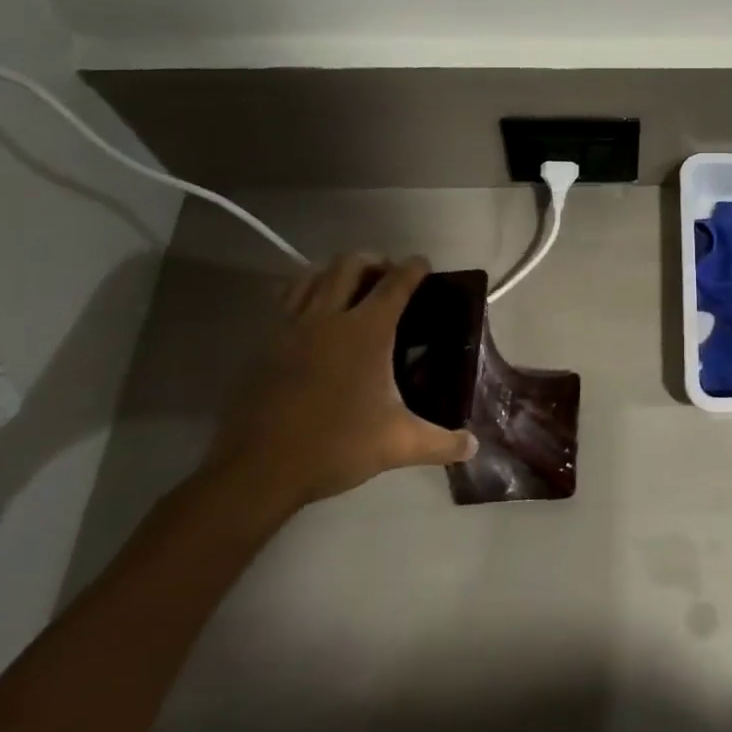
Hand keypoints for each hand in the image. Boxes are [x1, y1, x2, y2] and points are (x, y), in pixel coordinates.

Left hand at [208, 253, 477, 516]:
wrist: (258, 469)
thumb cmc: (336, 445)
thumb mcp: (398, 444)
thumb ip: (442, 442)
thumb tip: (474, 446)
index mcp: (367, 331)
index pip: (396, 283)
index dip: (413, 268)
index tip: (423, 265)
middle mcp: (328, 317)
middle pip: (350, 265)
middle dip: (374, 262)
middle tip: (388, 279)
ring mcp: (291, 327)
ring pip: (313, 275)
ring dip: (336, 273)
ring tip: (350, 290)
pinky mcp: (264, 344)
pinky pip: (286, 300)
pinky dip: (305, 293)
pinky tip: (314, 317)